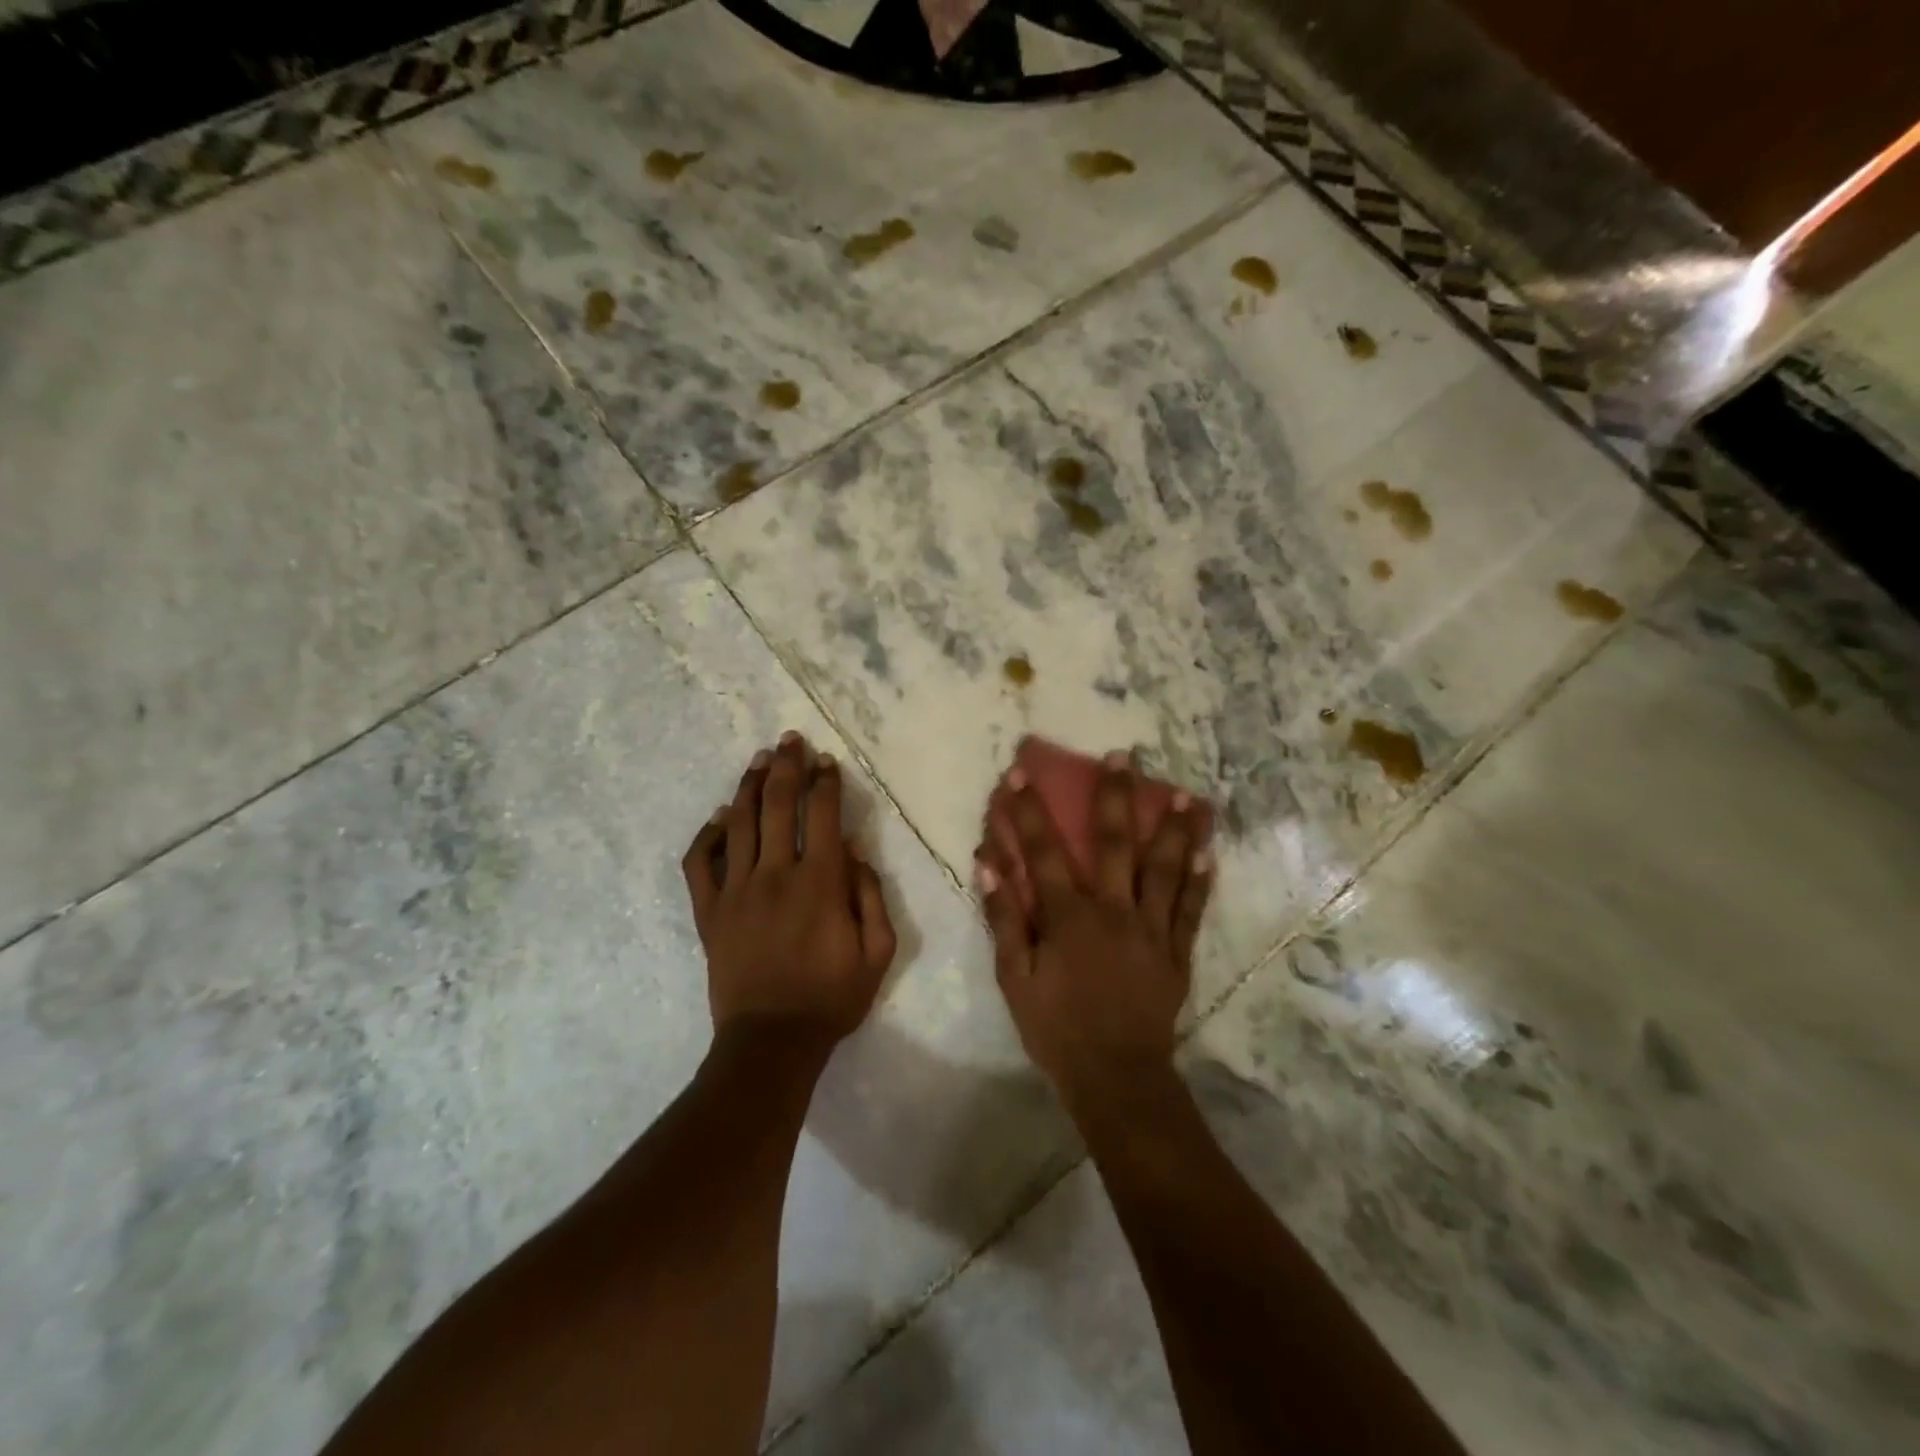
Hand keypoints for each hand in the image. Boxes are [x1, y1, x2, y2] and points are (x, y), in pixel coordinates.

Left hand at [682, 732, 897, 1045]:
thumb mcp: (878, 952)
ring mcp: (736, 891)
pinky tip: (720, 818)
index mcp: (820, 882)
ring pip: (738, 822)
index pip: (823, 814)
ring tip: (759, 760)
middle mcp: (775, 874)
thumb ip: (870, 894)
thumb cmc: (832, 998)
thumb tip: (853, 849)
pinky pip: (700, 863)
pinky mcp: (709, 911)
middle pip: (777, 804)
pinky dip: (708, 835)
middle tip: (790, 741)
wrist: (771, 1041)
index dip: (825, 782)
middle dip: (786, 766)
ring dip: (749, 786)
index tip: (827, 762)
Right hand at [976, 753, 1212, 1114]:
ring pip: (1165, 869)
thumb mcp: (1014, 979)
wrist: (1115, 1076)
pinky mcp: (1176, 952)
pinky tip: (1209, 854)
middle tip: (1123, 756)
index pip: (1043, 852)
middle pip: (1115, 844)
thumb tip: (988, 868)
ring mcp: (1151, 929)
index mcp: (1069, 916)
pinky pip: (1191, 910)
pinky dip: (1201, 881)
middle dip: (1116, 796)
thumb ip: (1003, 921)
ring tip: (1187, 795)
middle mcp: (1114, 910)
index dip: (1028, 812)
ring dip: (1174, 829)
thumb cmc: (1056, 1028)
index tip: (1021, 775)